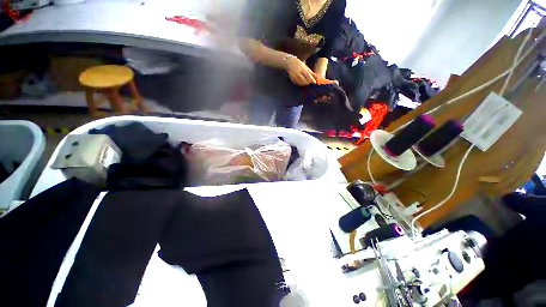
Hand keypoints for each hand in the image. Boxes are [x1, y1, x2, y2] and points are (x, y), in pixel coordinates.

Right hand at [285, 56, 316, 85]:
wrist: (289, 63)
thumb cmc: (299, 64)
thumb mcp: (306, 67)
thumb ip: (311, 73)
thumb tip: (317, 77)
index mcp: (302, 69)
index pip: (308, 76)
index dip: (312, 80)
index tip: (315, 83)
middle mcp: (298, 74)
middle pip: (305, 82)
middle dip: (308, 83)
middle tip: (310, 83)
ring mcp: (295, 77)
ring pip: (301, 84)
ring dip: (304, 84)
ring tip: (306, 82)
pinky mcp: (292, 80)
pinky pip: (297, 84)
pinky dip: (300, 84)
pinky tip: (301, 82)